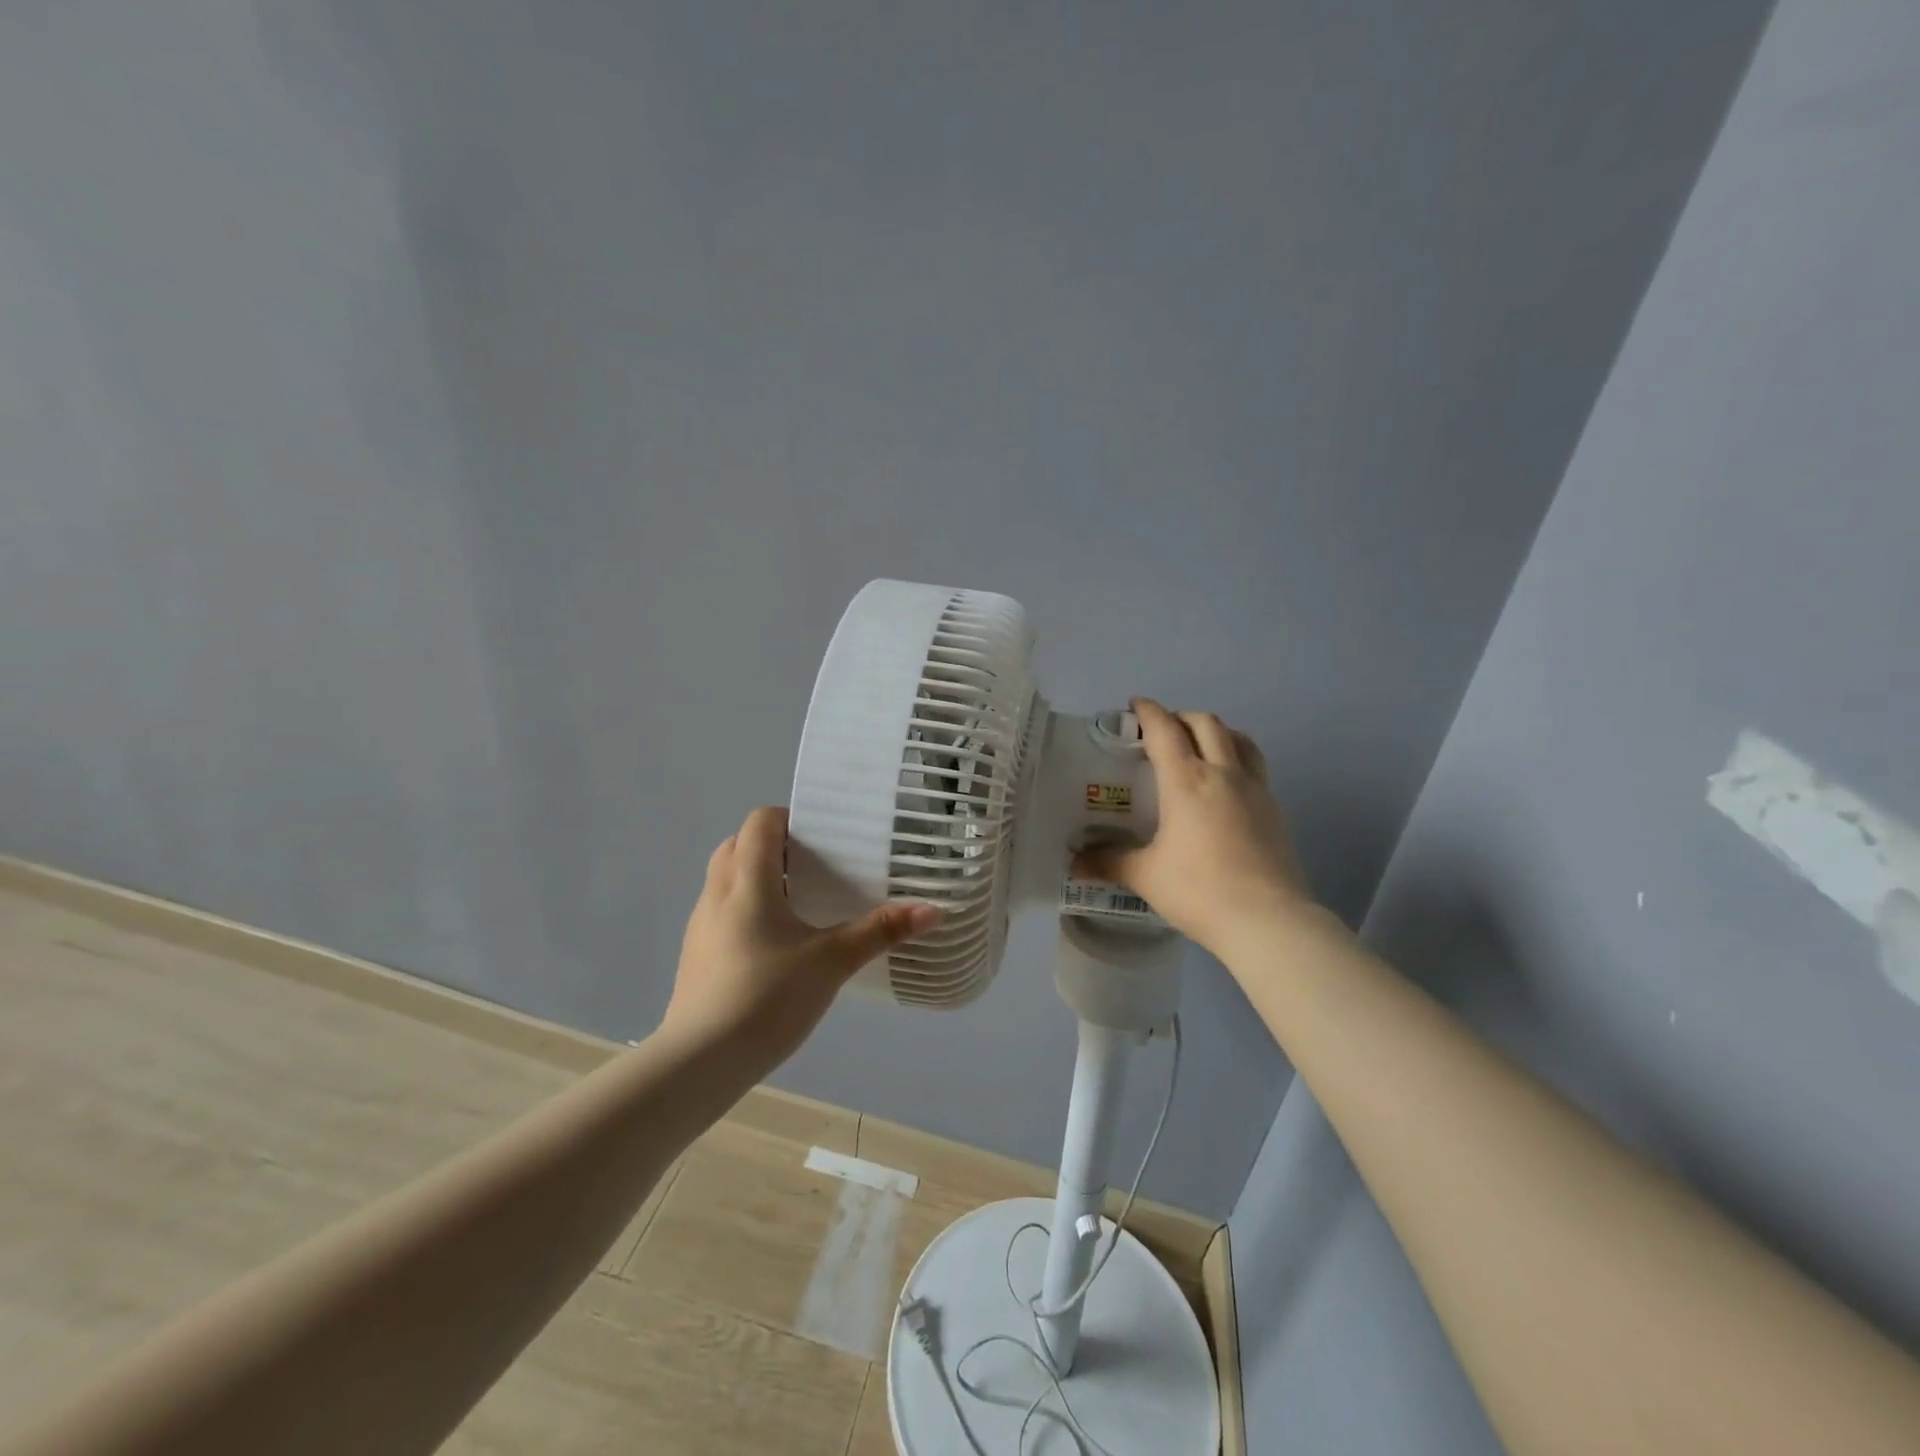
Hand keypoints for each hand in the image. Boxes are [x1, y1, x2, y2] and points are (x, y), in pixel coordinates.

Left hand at [662, 806, 944, 1071]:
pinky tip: (776, 945)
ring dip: (758, 878)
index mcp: (747, 881)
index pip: (761, 821)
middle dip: (776, 847)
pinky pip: (721, 912)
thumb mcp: (831, 962)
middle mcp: (717, 893)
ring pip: (727, 879)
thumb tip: (933, 910)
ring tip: (801, 903)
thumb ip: (880, 932)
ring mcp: (701, 925)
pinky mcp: (696, 955)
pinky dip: (746, 909)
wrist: (700, 1063)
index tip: (824, 838)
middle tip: (817, 867)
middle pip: (740, 845)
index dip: (791, 819)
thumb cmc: (766, 997)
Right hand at [1073, 698, 1314, 957]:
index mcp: (1187, 781)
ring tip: (1201, 746)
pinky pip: (1255, 768)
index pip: (1165, 729)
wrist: (1268, 921)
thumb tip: (1074, 863)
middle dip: (1182, 717)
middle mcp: (1224, 774)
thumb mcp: (1146, 876)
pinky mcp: (1276, 810)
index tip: (1135, 706)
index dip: (1148, 712)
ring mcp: (1256, 790)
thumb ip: (1109, 862)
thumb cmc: (1199, 890)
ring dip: (1217, 732)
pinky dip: (1237, 760)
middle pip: (1206, 723)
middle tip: (1163, 731)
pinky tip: (1226, 787)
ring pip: (1240, 739)